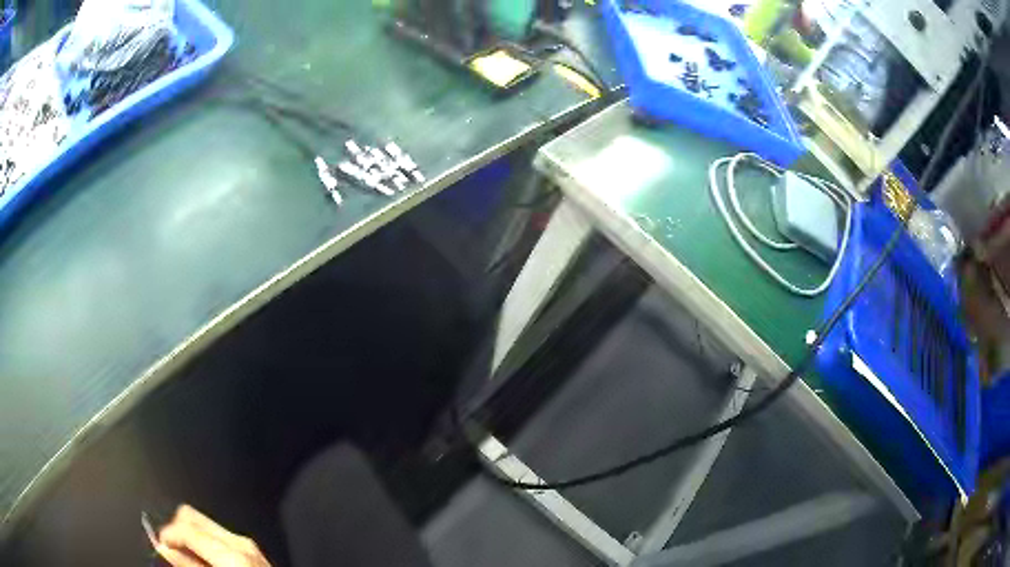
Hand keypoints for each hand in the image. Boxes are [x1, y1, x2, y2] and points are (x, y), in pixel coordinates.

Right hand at [154, 505, 270, 566]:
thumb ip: (189, 565)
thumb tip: (164, 548)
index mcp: (231, 552)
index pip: (186, 526)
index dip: (166, 533)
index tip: (160, 545)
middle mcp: (239, 541)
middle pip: (192, 516)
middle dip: (176, 529)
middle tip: (171, 550)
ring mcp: (247, 544)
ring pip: (203, 523)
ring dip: (189, 535)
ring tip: (185, 556)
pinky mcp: (250, 550)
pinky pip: (217, 535)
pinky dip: (203, 542)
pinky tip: (202, 558)